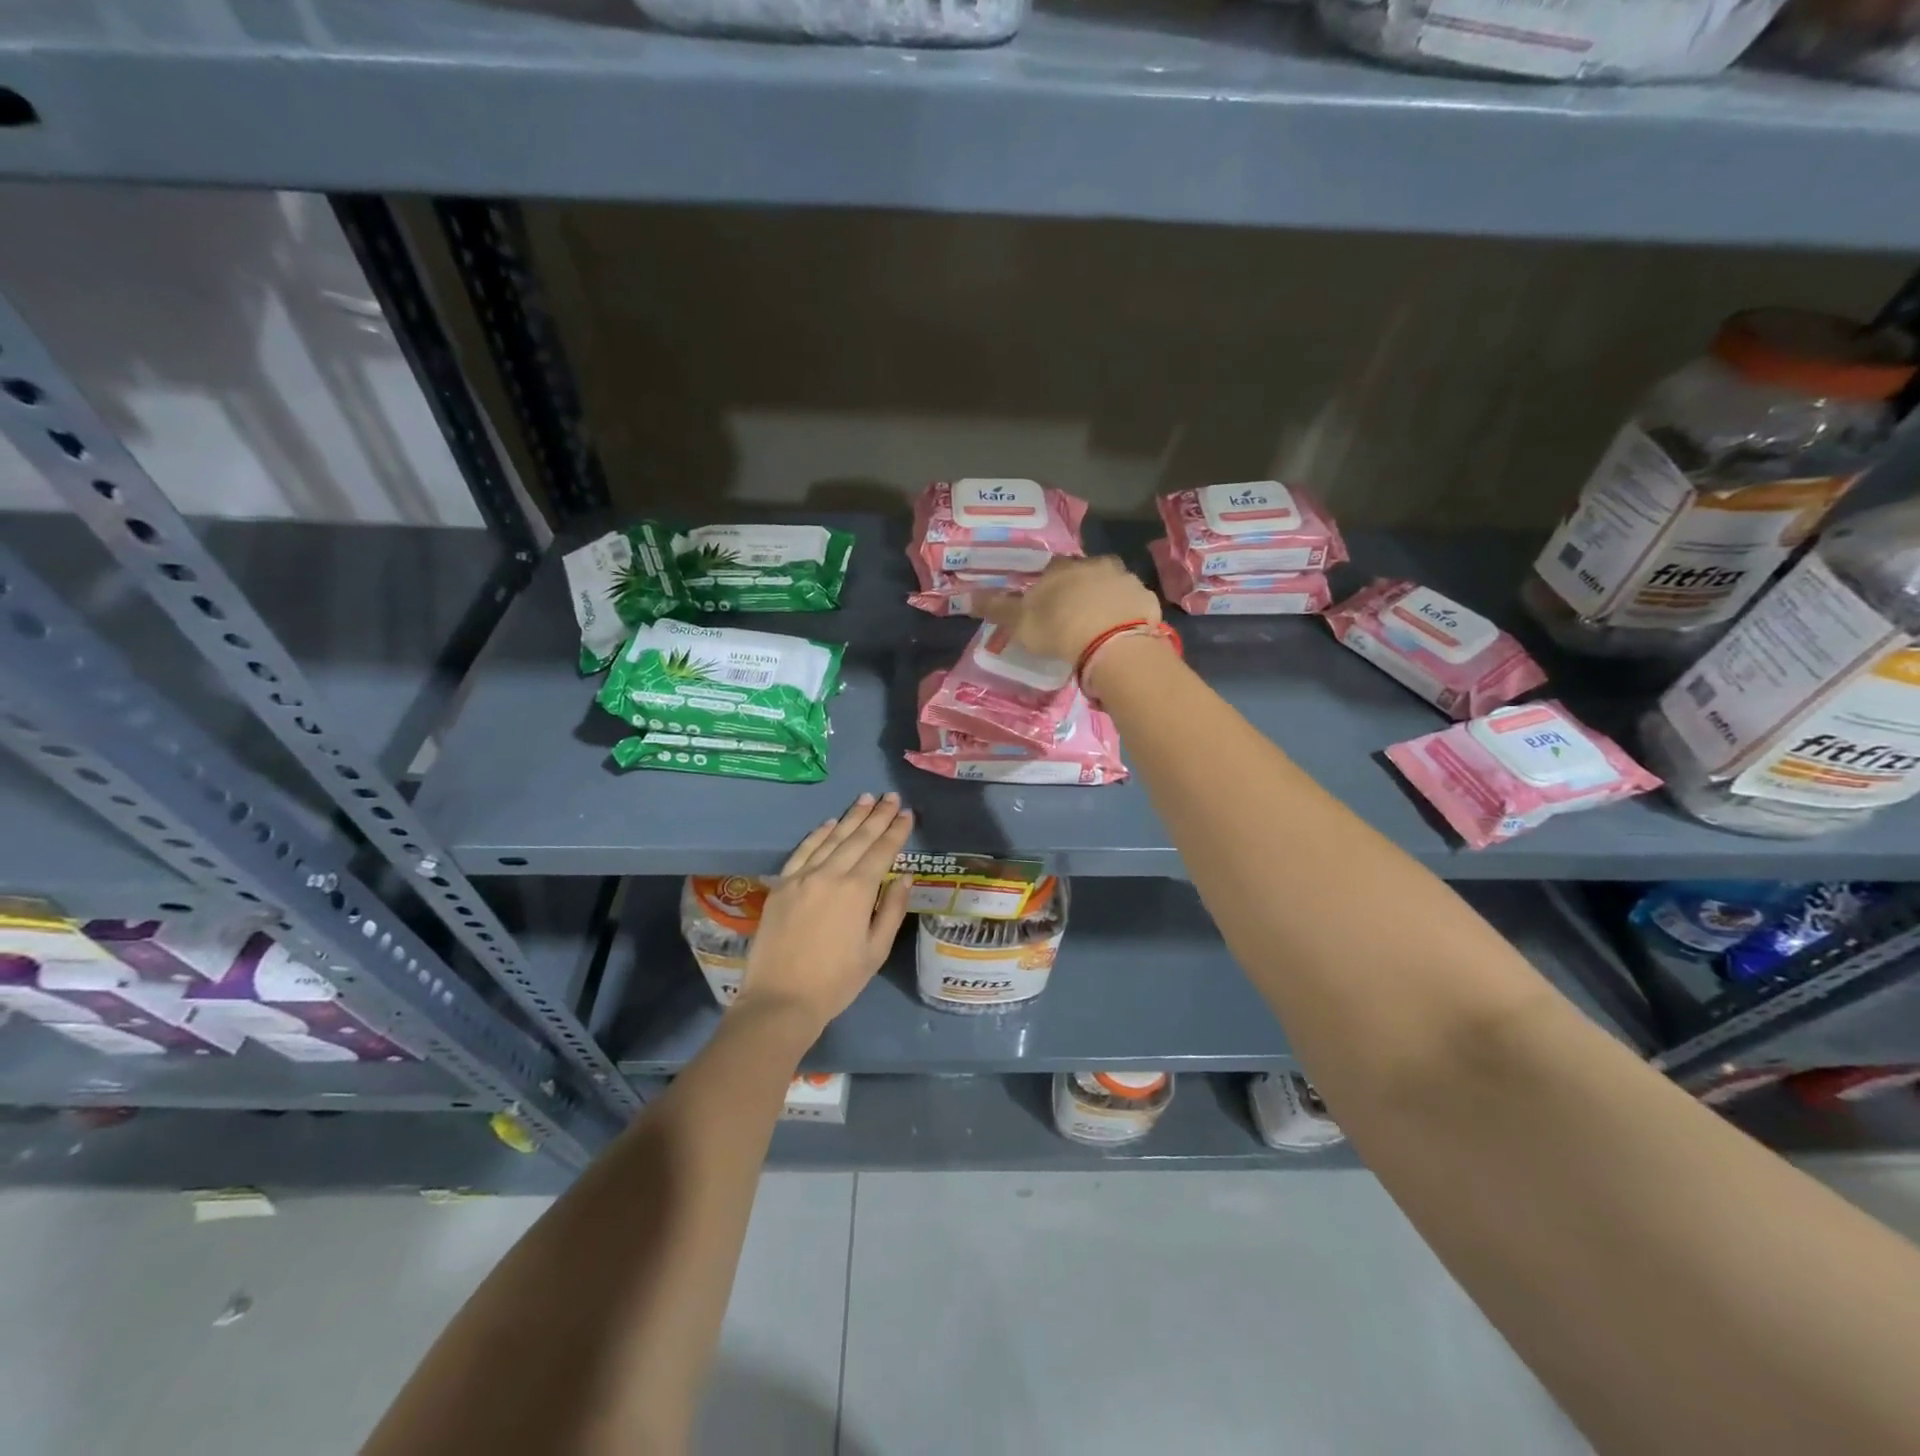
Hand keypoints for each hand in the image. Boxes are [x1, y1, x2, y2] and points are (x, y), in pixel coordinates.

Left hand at [737, 793, 914, 1032]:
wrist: (780, 1000)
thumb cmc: (836, 981)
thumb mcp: (875, 951)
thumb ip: (891, 910)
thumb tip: (903, 878)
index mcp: (857, 890)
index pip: (881, 851)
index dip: (896, 831)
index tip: (907, 814)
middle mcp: (829, 874)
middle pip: (858, 837)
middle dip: (877, 816)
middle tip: (890, 796)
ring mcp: (801, 877)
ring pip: (830, 838)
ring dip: (850, 817)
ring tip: (865, 799)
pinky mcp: (781, 885)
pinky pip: (802, 850)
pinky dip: (818, 834)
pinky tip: (829, 823)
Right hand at [980, 556, 1160, 664]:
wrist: (1112, 642)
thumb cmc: (1059, 628)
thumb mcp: (1020, 622)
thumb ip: (997, 609)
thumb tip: (968, 596)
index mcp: (1062, 567)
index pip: (1051, 569)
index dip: (1047, 587)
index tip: (1046, 605)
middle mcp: (1095, 564)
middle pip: (1084, 573)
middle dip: (1078, 589)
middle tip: (1073, 616)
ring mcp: (1125, 579)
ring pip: (1110, 586)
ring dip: (1104, 599)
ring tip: (1098, 625)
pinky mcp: (1146, 599)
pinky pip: (1132, 604)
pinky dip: (1126, 614)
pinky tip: (1120, 632)